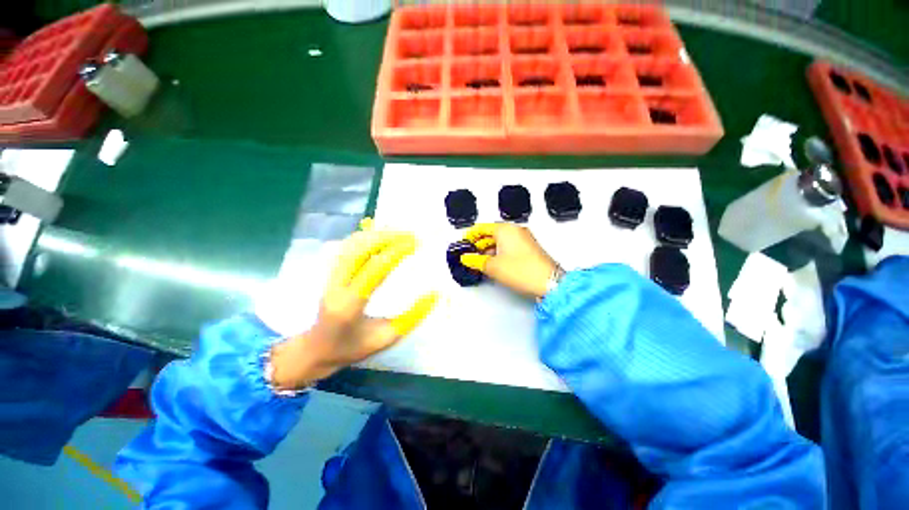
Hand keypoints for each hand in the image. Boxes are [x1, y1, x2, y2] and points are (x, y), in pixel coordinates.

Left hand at [270, 222, 437, 389]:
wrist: (315, 350)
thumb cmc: (353, 348)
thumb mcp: (387, 338)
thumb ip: (412, 316)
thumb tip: (435, 294)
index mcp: (350, 305)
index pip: (374, 270)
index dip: (396, 253)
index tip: (415, 244)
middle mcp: (336, 286)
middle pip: (359, 250)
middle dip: (387, 237)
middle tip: (410, 235)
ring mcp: (330, 277)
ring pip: (351, 245)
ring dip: (377, 235)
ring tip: (399, 233)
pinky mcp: (330, 273)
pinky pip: (347, 248)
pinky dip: (366, 238)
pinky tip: (381, 237)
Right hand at [459, 223, 557, 298]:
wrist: (548, 282)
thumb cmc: (523, 270)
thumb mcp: (493, 266)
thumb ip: (476, 260)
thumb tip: (466, 258)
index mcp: (506, 229)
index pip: (482, 227)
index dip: (471, 235)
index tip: (464, 243)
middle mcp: (516, 230)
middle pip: (492, 233)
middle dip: (479, 243)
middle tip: (470, 253)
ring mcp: (524, 238)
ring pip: (501, 240)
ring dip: (489, 249)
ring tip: (480, 261)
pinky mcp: (529, 248)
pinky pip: (509, 246)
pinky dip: (499, 252)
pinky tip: (494, 263)